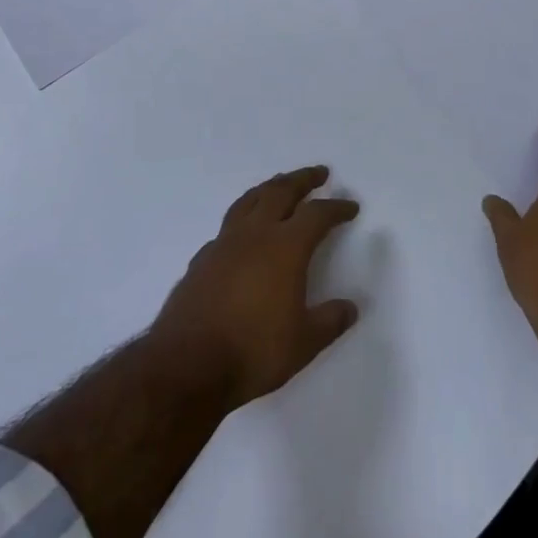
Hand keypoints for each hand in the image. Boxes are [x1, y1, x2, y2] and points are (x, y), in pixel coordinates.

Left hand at [152, 166, 360, 409]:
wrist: (187, 364)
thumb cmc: (253, 351)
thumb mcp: (303, 343)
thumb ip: (329, 322)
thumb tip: (350, 307)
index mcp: (285, 247)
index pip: (317, 215)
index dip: (336, 208)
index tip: (350, 207)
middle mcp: (255, 234)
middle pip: (281, 191)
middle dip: (302, 179)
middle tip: (319, 173)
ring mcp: (224, 243)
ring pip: (250, 200)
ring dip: (270, 187)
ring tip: (280, 184)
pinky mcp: (202, 259)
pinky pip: (228, 226)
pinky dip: (243, 218)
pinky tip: (244, 232)